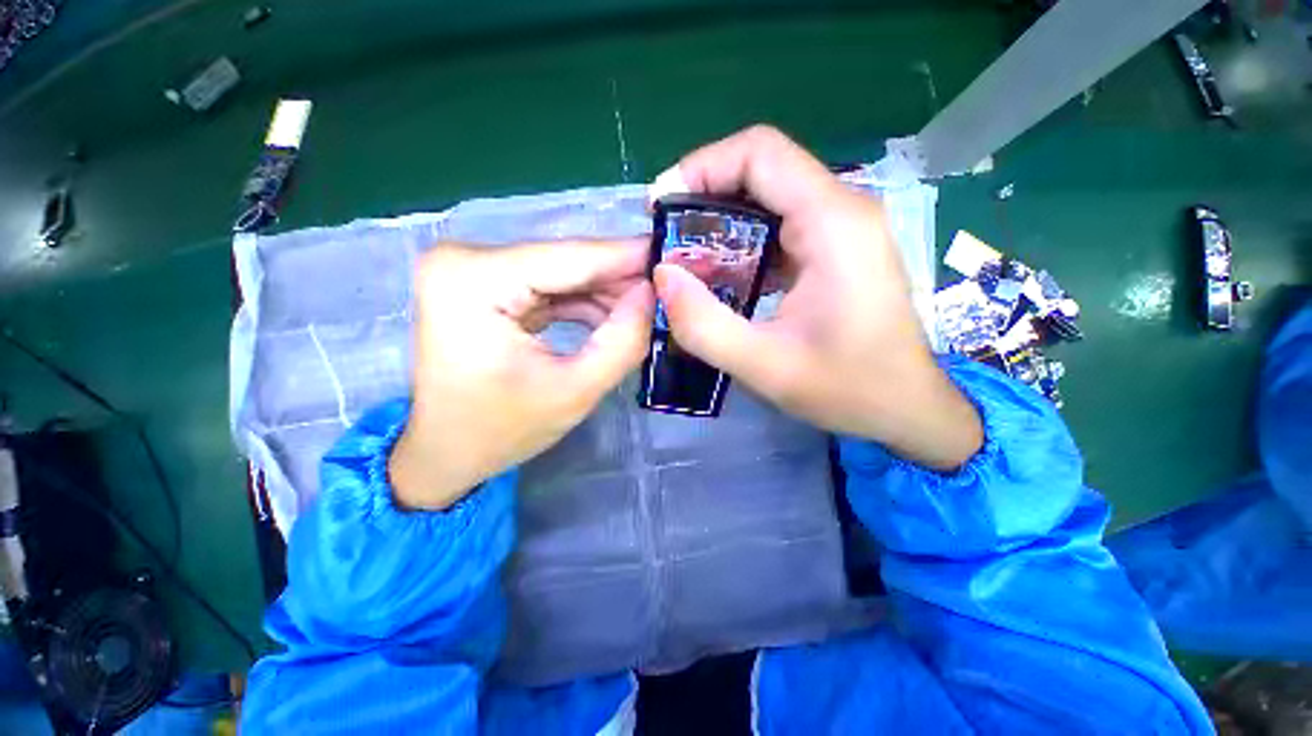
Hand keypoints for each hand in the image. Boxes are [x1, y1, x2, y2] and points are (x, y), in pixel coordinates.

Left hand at [390, 241, 653, 509]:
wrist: (446, 451)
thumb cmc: (501, 431)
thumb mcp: (575, 392)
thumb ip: (622, 341)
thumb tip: (651, 293)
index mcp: (473, 280)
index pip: (570, 257)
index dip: (629, 257)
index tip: (675, 255)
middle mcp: (464, 259)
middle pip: (565, 260)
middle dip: (619, 279)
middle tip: (667, 292)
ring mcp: (471, 269)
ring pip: (561, 270)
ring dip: (604, 292)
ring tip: (643, 312)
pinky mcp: (483, 283)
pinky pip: (548, 282)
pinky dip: (582, 300)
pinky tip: (611, 317)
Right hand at [653, 126, 981, 470]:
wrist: (907, 407)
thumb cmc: (848, 389)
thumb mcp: (765, 366)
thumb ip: (704, 325)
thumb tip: (663, 276)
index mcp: (833, 224)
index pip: (760, 153)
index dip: (701, 166)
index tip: (662, 208)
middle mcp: (842, 210)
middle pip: (762, 170)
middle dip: (704, 197)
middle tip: (667, 240)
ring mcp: (843, 228)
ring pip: (769, 198)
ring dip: (721, 222)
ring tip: (686, 260)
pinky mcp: (837, 249)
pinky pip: (781, 225)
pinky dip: (743, 242)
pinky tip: (722, 276)